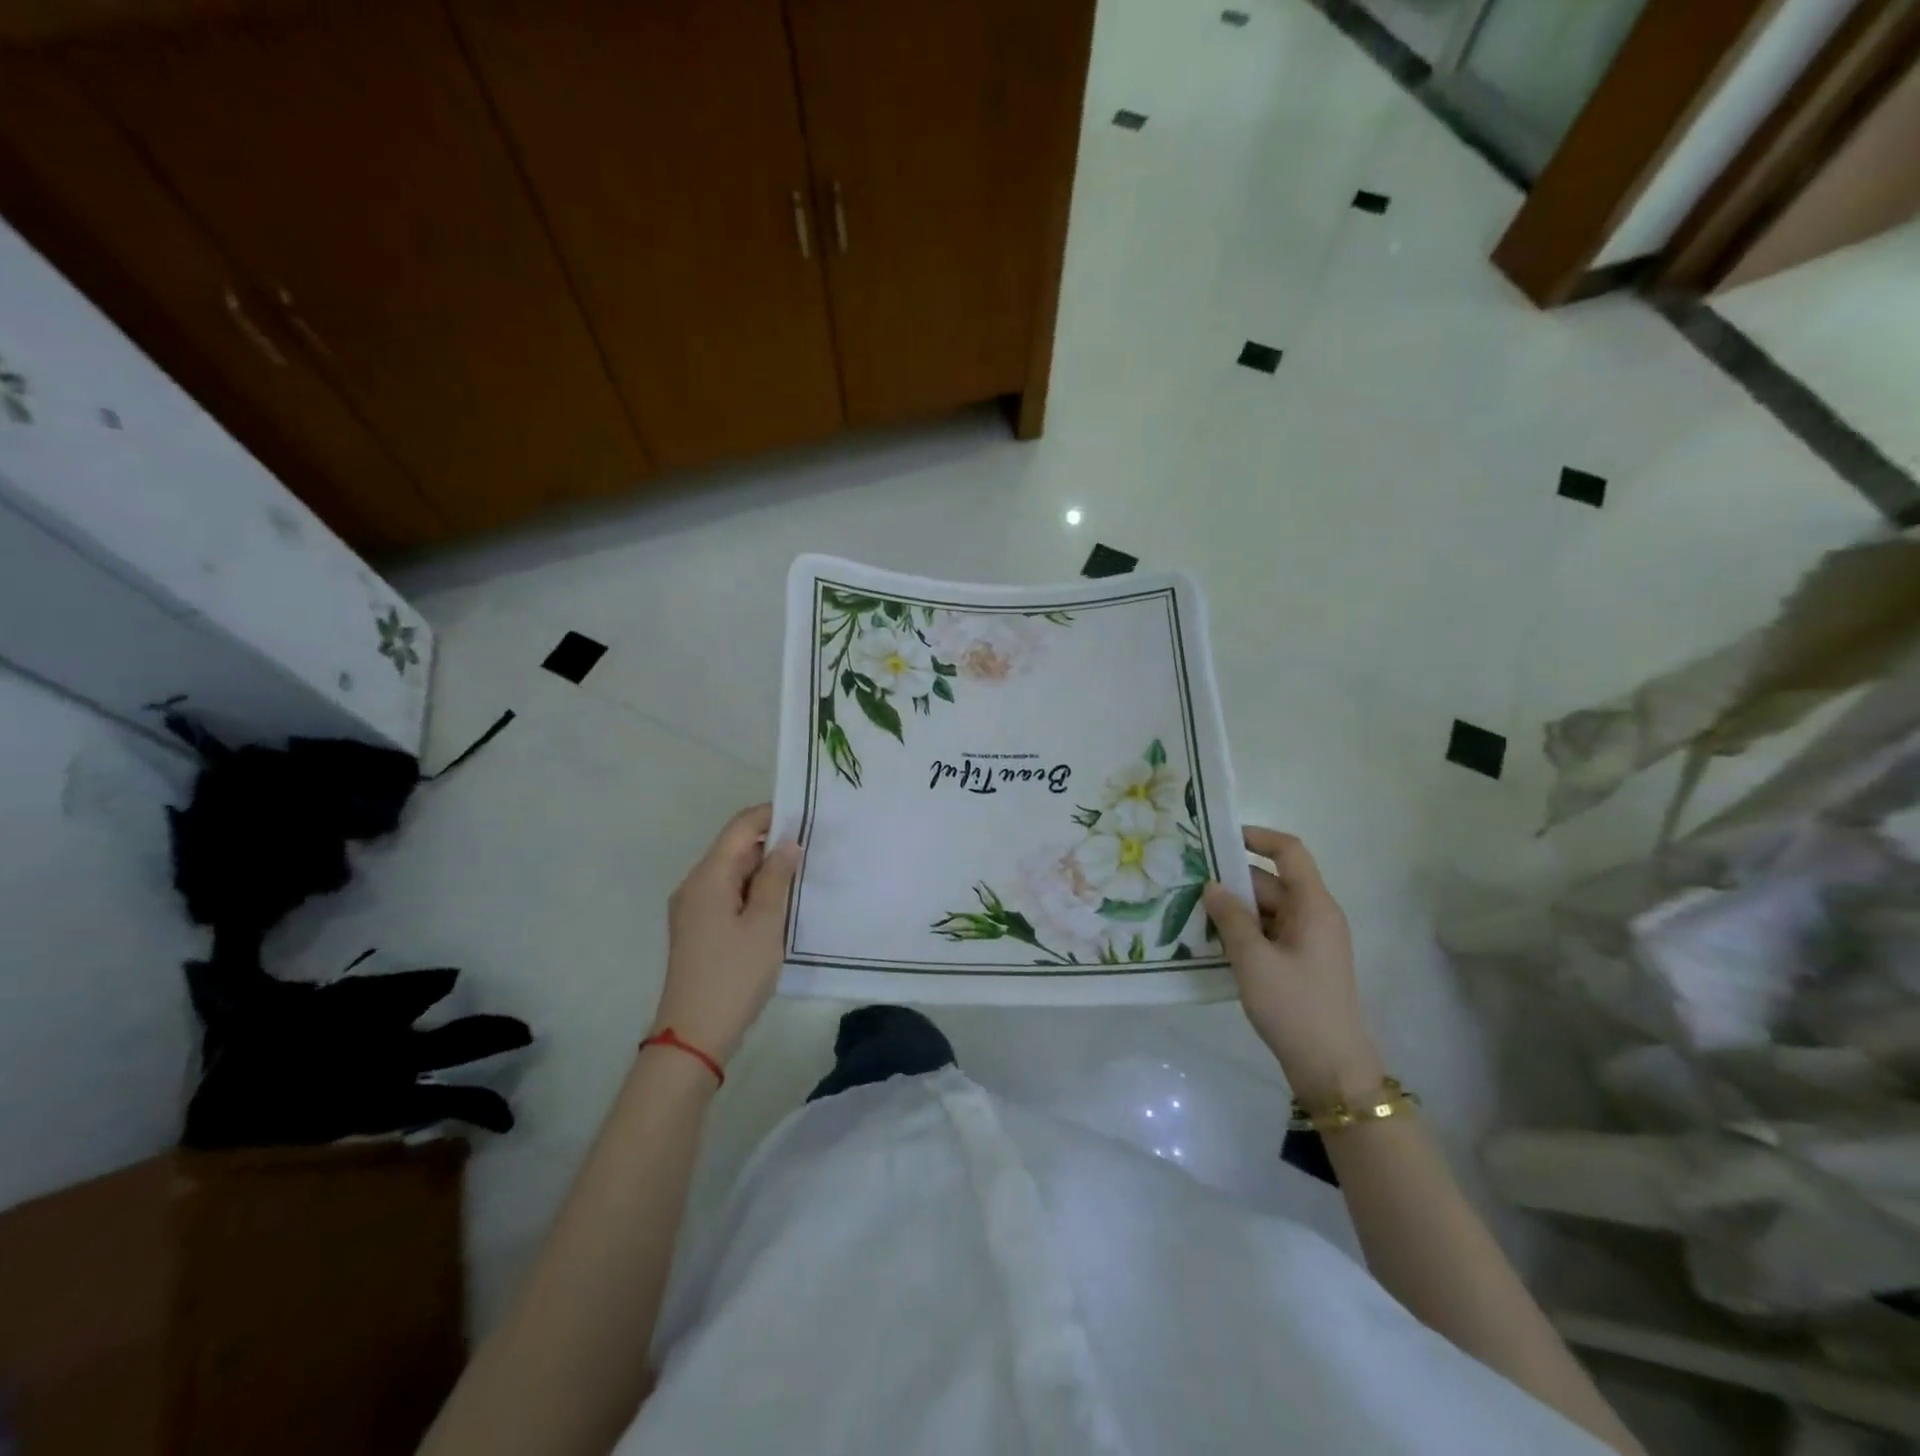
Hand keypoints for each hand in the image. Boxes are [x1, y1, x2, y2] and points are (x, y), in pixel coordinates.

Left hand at [651, 804, 800, 1066]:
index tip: (808, 815)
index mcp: (708, 877)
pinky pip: (728, 893)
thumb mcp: (765, 924)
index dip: (772, 814)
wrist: (694, 1036)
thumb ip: (777, 878)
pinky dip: (754, 890)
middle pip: (735, 847)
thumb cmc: (734, 975)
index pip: (741, 827)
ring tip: (804, 873)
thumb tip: (788, 843)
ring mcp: (693, 908)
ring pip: (733, 872)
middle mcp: (694, 884)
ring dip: (765, 869)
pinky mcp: (698, 928)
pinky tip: (780, 902)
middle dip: (773, 842)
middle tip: (815, 846)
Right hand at [1203, 828, 1383, 1105]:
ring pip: (1265, 910)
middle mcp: (1314, 916)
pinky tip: (1210, 941)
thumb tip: (1211, 886)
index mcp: (1314, 906)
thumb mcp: (1254, 960)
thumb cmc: (1295, 1007)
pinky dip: (1241, 932)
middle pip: (1271, 882)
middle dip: (1231, 881)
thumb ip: (1230, 918)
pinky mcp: (1299, 964)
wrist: (1331, 1070)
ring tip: (1190, 911)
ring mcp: (1308, 942)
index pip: (1290, 852)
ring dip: (1232, 910)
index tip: (1219, 837)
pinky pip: (1267, 934)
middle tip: (1187, 882)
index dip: (1258, 837)